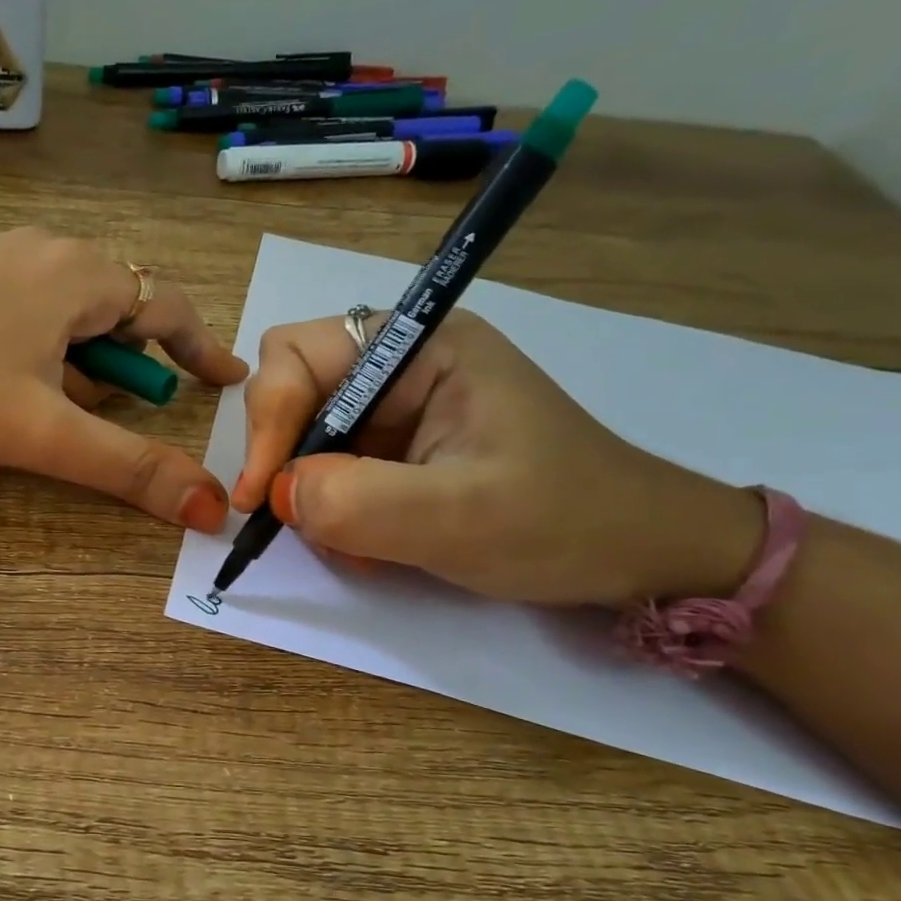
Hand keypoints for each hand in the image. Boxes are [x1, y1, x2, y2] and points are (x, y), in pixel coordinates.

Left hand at [0, 228, 246, 529]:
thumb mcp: (46, 434)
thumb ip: (131, 467)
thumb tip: (211, 506)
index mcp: (81, 276)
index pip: (169, 307)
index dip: (202, 348)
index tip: (226, 379)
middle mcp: (48, 251)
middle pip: (120, 303)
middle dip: (135, 356)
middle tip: (133, 402)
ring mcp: (1, 255)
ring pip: (71, 305)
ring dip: (85, 353)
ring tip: (62, 401)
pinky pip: (30, 302)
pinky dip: (45, 341)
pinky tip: (10, 377)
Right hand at [232, 310, 763, 604]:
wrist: (639, 554)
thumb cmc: (565, 522)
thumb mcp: (460, 516)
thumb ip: (358, 501)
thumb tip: (276, 495)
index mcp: (421, 346)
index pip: (299, 354)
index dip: (268, 420)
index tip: (261, 495)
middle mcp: (400, 364)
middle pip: (292, 390)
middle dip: (284, 457)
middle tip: (296, 517)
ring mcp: (398, 406)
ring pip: (305, 436)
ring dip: (308, 493)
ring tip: (350, 543)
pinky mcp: (398, 446)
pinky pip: (330, 468)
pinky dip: (330, 509)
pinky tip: (366, 542)